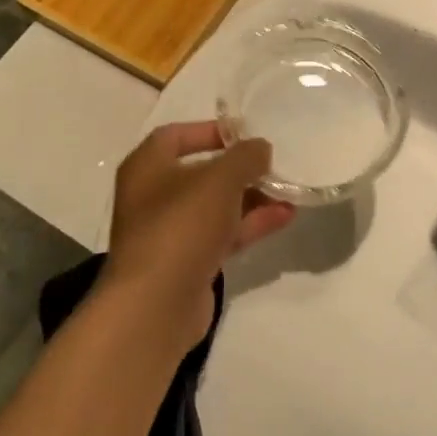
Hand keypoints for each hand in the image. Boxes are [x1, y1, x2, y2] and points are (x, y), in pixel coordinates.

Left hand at [102, 122, 295, 350]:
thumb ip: (245, 157)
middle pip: (201, 172)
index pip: (176, 135)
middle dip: (240, 169)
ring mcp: (169, 232)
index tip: (245, 134)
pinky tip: (284, 217)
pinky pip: (221, 234)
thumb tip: (260, 148)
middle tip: (274, 165)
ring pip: (215, 206)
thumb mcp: (220, 180)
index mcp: (147, 167)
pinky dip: (249, 224)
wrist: (156, 305)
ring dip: (251, 198)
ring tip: (289, 192)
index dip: (211, 131)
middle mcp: (152, 196)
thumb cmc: (181, 226)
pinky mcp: (186, 263)